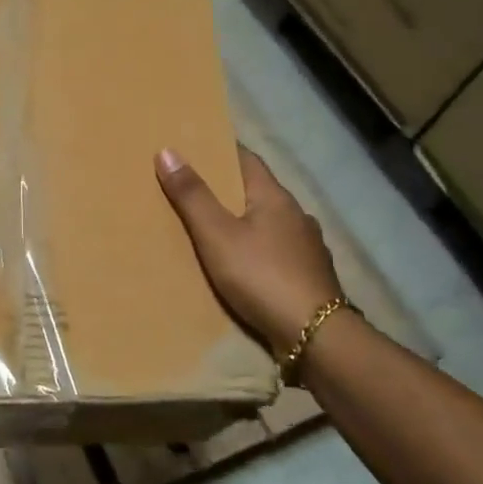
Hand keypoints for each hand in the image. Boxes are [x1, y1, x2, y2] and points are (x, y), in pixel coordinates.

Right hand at [156, 145, 344, 360]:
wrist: (315, 335)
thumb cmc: (262, 276)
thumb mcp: (217, 235)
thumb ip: (192, 196)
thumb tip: (167, 151)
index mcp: (275, 197)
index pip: (247, 159)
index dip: (221, 151)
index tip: (195, 147)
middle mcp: (296, 215)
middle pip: (257, 190)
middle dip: (227, 188)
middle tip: (193, 189)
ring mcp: (307, 246)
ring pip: (268, 222)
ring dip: (244, 221)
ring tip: (214, 229)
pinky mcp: (309, 275)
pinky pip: (276, 250)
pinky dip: (257, 248)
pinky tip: (244, 264)